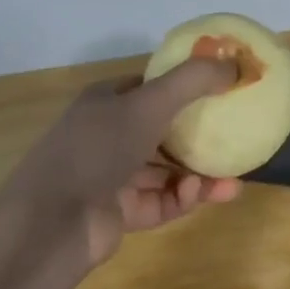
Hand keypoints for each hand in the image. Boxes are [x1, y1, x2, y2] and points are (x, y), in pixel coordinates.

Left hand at [4, 59, 243, 268]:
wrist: (53, 222)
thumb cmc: (99, 148)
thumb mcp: (150, 103)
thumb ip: (194, 81)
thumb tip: (237, 66)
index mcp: (106, 101)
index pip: (150, 86)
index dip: (184, 84)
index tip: (221, 89)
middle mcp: (107, 135)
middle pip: (162, 129)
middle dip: (199, 135)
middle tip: (234, 137)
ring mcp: (111, 176)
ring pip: (165, 170)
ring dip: (198, 174)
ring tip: (232, 180)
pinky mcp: (119, 212)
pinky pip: (161, 200)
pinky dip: (183, 197)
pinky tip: (203, 195)